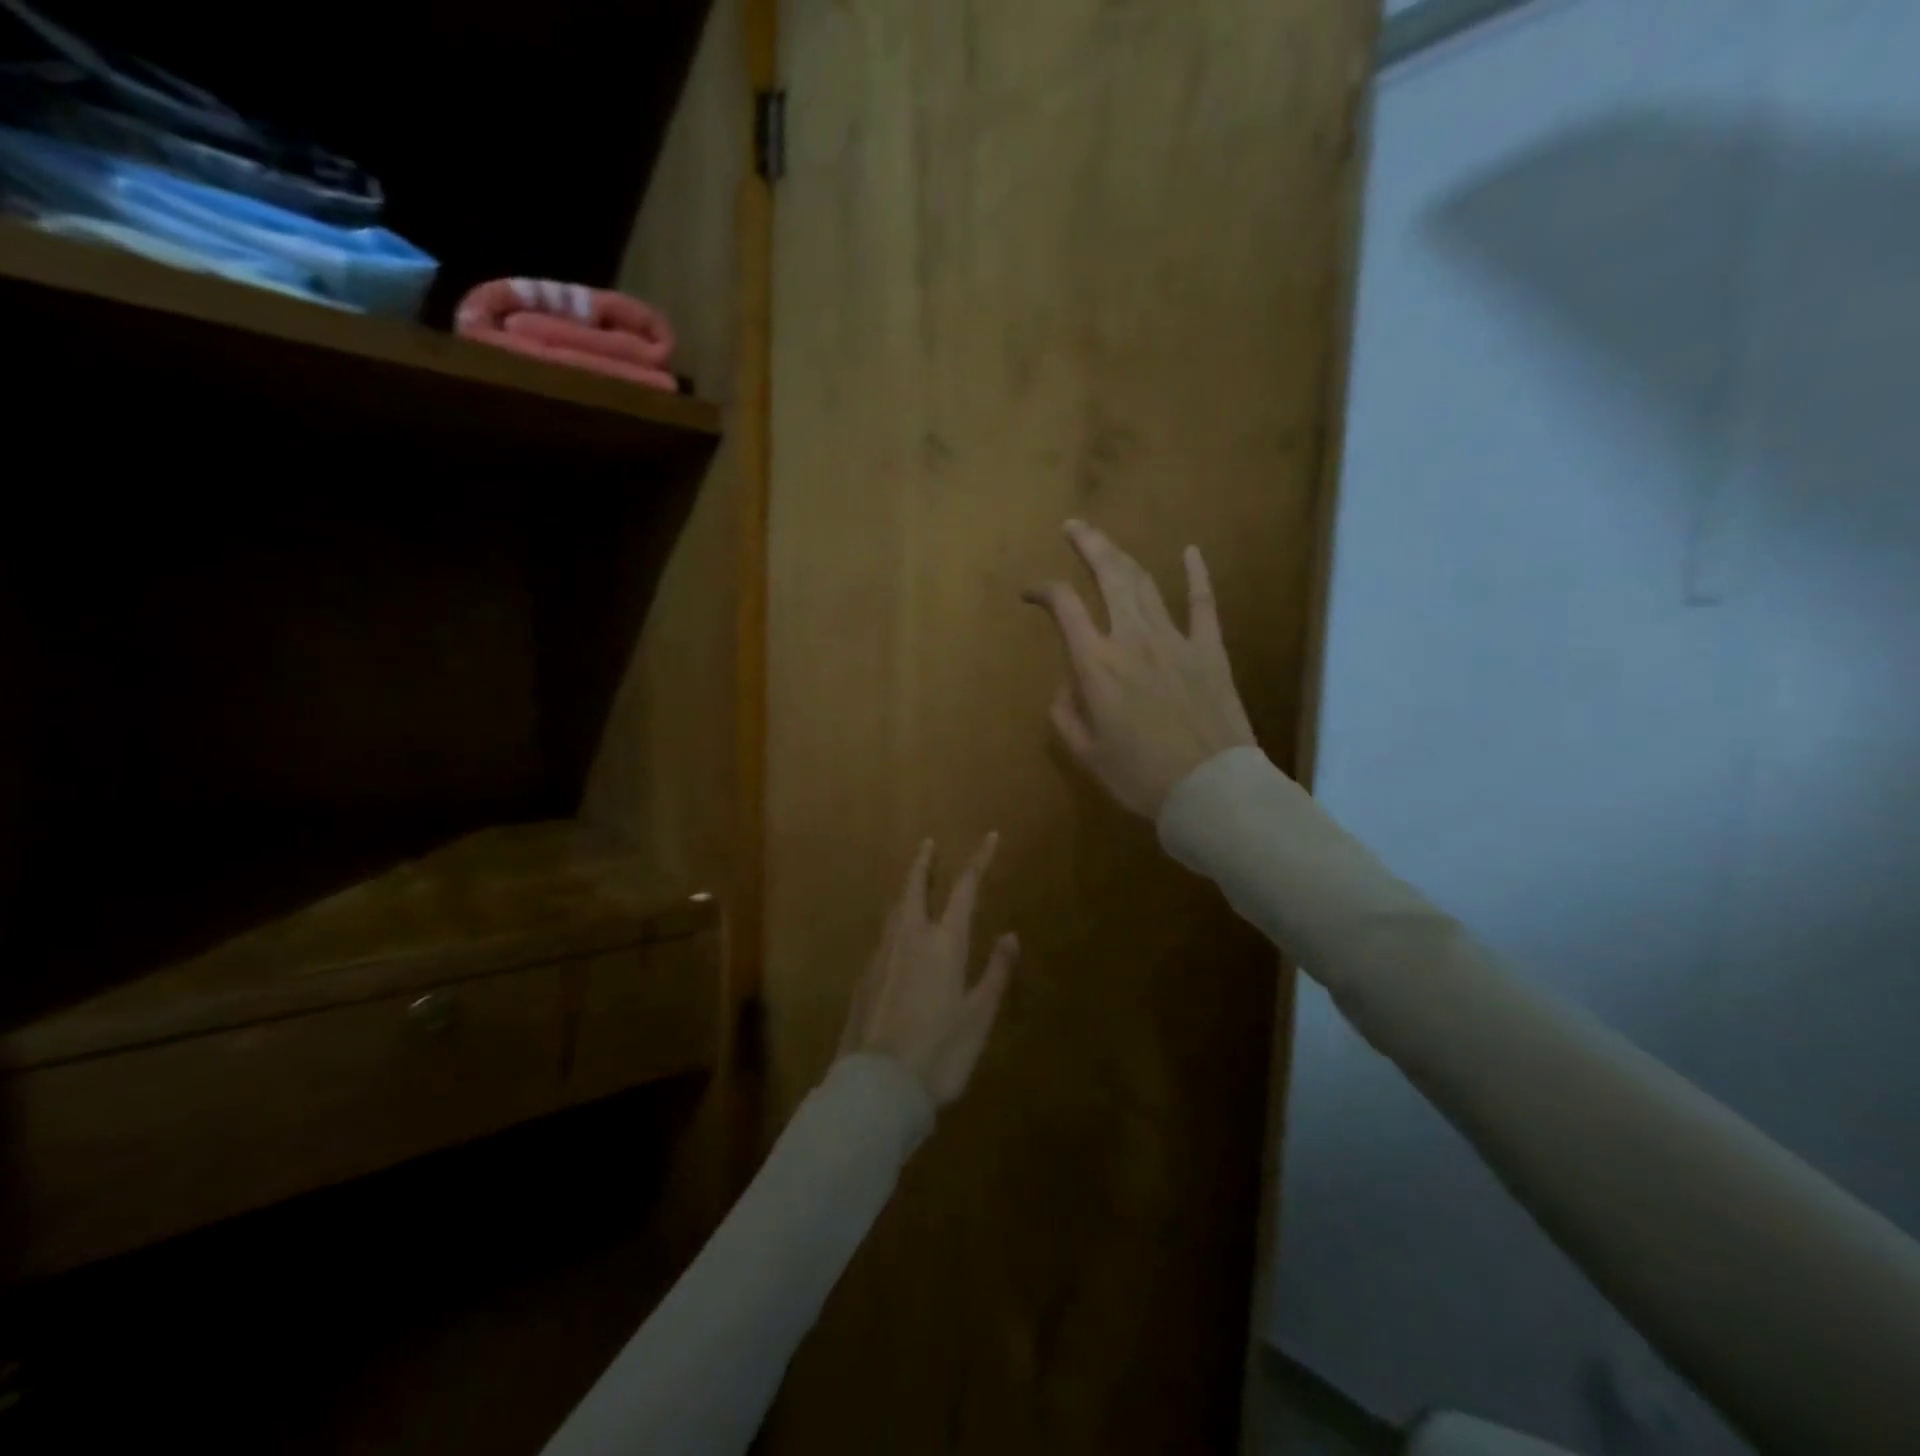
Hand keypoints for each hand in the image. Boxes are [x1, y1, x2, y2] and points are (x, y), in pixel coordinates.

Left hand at [839, 834, 1019, 1106]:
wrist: (878, 1086)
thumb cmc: (940, 1053)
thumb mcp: (978, 1017)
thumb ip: (995, 972)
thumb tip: (1009, 935)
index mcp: (944, 943)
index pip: (964, 889)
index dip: (979, 860)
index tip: (990, 837)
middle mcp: (910, 938)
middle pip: (914, 887)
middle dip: (923, 862)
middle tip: (927, 843)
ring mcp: (882, 955)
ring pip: (894, 910)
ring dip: (906, 889)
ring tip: (914, 883)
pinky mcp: (864, 977)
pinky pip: (884, 936)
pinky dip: (895, 922)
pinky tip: (899, 937)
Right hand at [1024, 520, 1256, 820]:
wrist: (1210, 789)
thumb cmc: (1140, 777)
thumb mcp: (1087, 753)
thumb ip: (1066, 714)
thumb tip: (1068, 685)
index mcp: (1096, 665)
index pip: (1064, 607)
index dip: (1043, 590)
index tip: (1030, 593)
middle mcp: (1132, 639)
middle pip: (1107, 576)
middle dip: (1087, 545)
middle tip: (1073, 526)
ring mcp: (1175, 640)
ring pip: (1145, 583)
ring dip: (1122, 554)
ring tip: (1105, 538)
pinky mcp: (1209, 649)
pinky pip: (1203, 603)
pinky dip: (1196, 574)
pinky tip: (1190, 551)